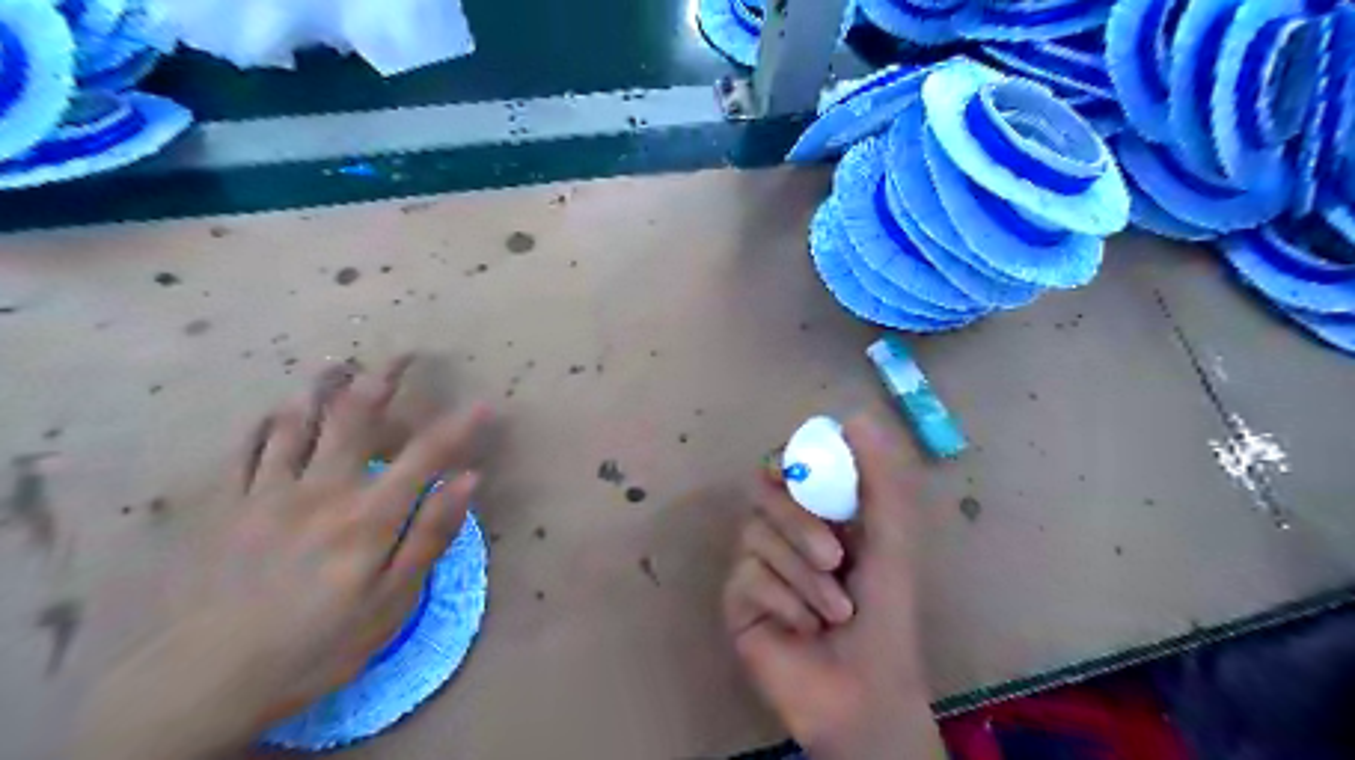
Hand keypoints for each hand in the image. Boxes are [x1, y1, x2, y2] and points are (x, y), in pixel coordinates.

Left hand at [74, 355, 494, 758]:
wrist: (205, 681)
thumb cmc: (318, 645)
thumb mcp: (392, 602)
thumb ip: (430, 534)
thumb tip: (468, 479)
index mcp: (368, 515)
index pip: (425, 455)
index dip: (458, 426)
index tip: (482, 405)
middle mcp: (321, 488)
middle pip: (355, 418)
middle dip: (383, 380)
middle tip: (402, 354)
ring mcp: (267, 492)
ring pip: (298, 422)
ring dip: (324, 388)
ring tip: (340, 364)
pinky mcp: (226, 506)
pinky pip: (247, 449)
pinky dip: (266, 422)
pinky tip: (277, 410)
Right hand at [725, 414, 938, 758]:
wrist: (865, 695)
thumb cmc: (886, 616)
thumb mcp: (891, 541)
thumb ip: (879, 480)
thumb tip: (856, 415)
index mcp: (819, 512)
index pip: (790, 465)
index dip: (793, 461)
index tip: (803, 473)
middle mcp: (784, 530)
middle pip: (763, 492)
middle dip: (800, 523)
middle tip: (835, 557)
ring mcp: (757, 563)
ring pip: (756, 534)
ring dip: (804, 576)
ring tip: (835, 612)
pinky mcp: (738, 599)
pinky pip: (748, 576)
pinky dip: (786, 601)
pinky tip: (804, 628)